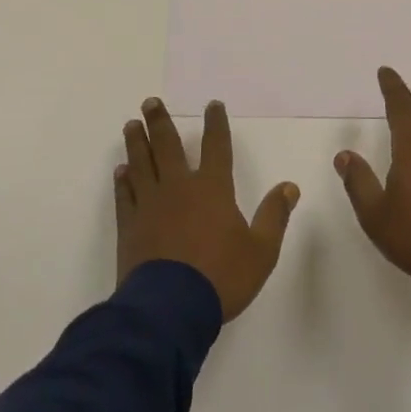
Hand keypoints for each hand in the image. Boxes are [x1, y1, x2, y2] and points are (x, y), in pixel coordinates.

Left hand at [116, 97, 298, 321]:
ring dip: (136, 143)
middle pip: (167, 146)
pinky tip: (120, 171)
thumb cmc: (220, 277)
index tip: (212, 105)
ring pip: (141, 164)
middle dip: (160, 121)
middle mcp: (179, 187)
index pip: (217, 146)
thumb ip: (274, 216)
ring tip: (131, 125)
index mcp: (213, 188)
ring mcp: (151, 205)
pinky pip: (125, 195)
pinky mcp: (130, 226)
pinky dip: (122, 180)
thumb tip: (290, 187)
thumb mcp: (261, 250)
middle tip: (150, 102)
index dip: (216, 123)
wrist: (169, 309)